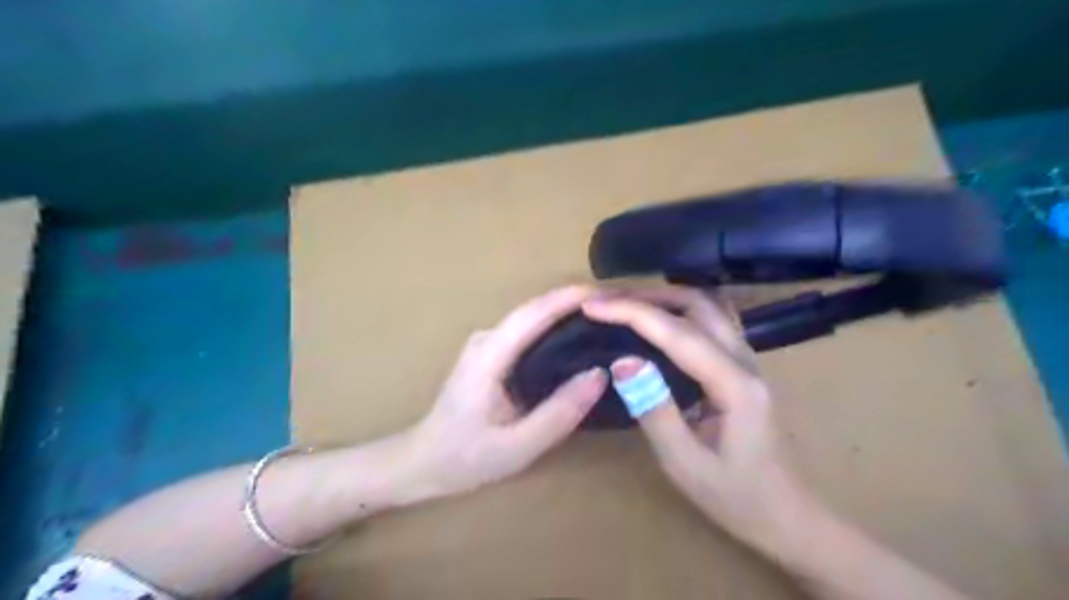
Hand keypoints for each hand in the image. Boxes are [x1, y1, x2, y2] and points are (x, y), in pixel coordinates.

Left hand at [408, 285, 608, 497]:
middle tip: (616, 309)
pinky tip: (577, 341)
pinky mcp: (491, 353)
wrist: (423, 461)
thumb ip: (560, 412)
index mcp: (489, 355)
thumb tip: (600, 374)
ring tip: (604, 320)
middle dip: (575, 301)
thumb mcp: (518, 446)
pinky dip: (554, 329)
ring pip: (532, 318)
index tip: (608, 295)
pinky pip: (528, 332)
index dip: (570, 298)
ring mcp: (487, 344)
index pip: (534, 313)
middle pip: (535, 309)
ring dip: (566, 313)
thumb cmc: (466, 457)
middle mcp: (487, 339)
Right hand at [585, 289, 811, 549]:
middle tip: (605, 300)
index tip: (591, 306)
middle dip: (647, 295)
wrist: (788, 516)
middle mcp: (745, 360)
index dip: (631, 312)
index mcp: (734, 384)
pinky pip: (711, 321)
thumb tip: (622, 361)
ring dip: (664, 297)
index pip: (677, 332)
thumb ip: (654, 410)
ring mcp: (748, 360)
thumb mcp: (685, 464)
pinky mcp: (743, 366)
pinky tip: (657, 320)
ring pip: (707, 306)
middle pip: (698, 304)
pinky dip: (678, 310)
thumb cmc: (736, 497)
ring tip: (624, 303)